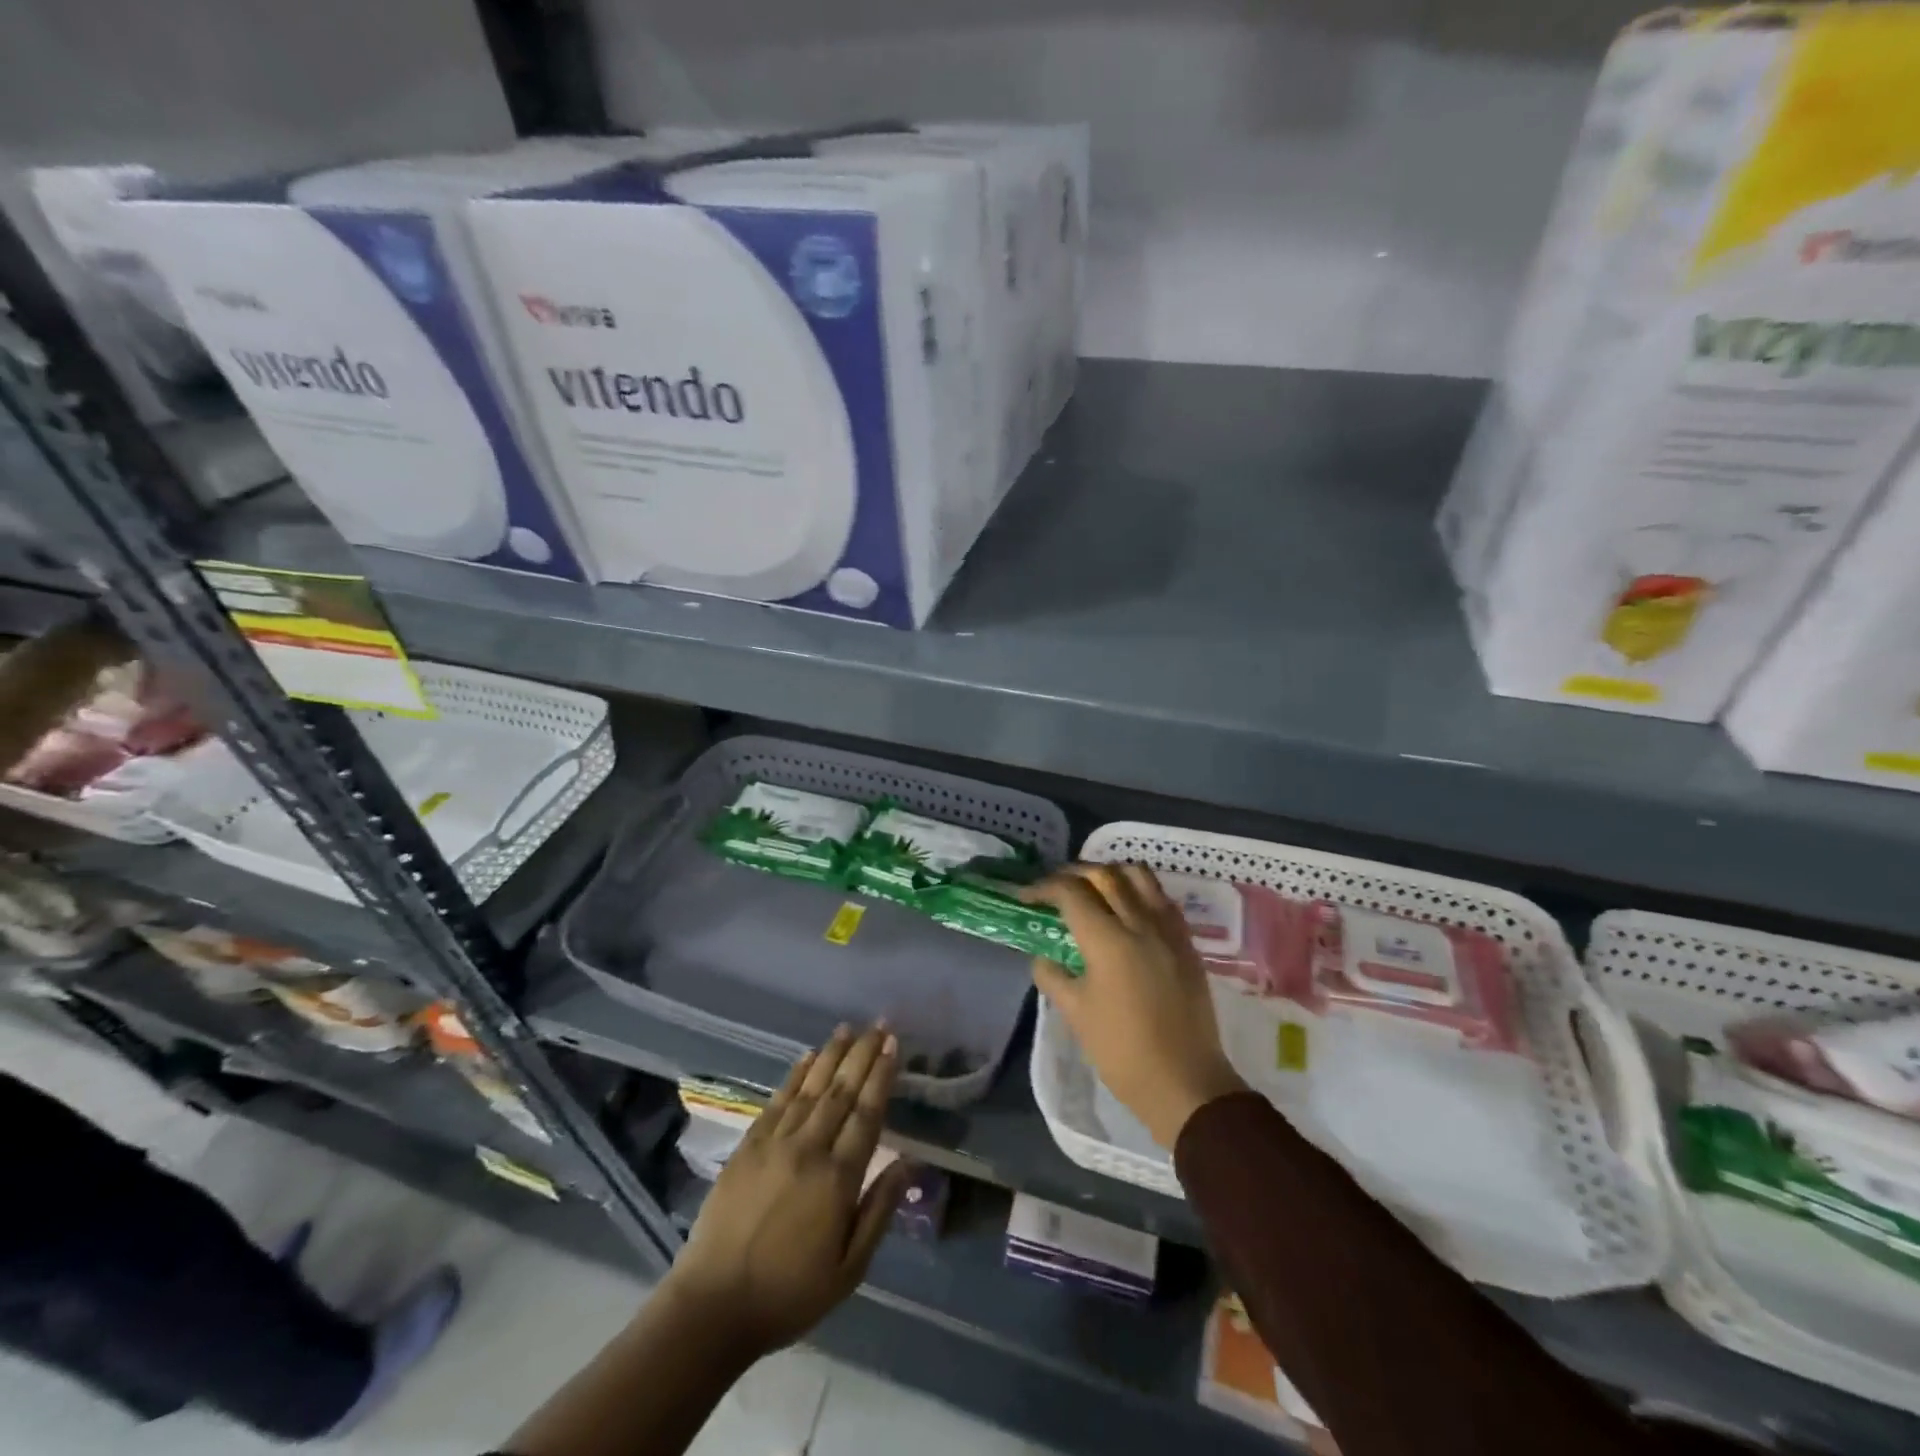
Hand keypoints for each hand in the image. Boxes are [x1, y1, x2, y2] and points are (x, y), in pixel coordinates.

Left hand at [666, 1024, 915, 1356]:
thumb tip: (909, 1163)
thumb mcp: (849, 1269)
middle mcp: (809, 1149)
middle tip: (879, 1024)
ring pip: (810, 1088)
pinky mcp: (747, 1146)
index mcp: (838, 1179)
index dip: (881, 1076)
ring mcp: (775, 1143)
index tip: (893, 1045)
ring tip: (848, 1028)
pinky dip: (795, 1075)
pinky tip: (808, 1057)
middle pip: (841, 1091)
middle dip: (862, 1054)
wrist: (713, 1307)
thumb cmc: (790, 1294)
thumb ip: (879, 1210)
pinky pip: (778, 1100)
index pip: (867, 1114)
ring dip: (832, 1055)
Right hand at [1024, 864, 1246, 1148]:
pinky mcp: (1187, 943)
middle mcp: (1140, 923)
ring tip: (1093, 890)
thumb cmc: (1122, 1051)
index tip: (1027, 897)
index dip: (1044, 888)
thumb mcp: (1075, 1014)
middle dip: (1074, 873)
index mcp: (1108, 940)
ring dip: (1111, 874)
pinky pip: (1161, 898)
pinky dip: (1139, 891)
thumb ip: (1053, 976)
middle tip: (1055, 888)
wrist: (1185, 1082)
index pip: (1071, 893)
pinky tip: (1128, 910)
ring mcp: (1169, 930)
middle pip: (1105, 874)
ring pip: (1139, 876)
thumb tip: (1043, 957)